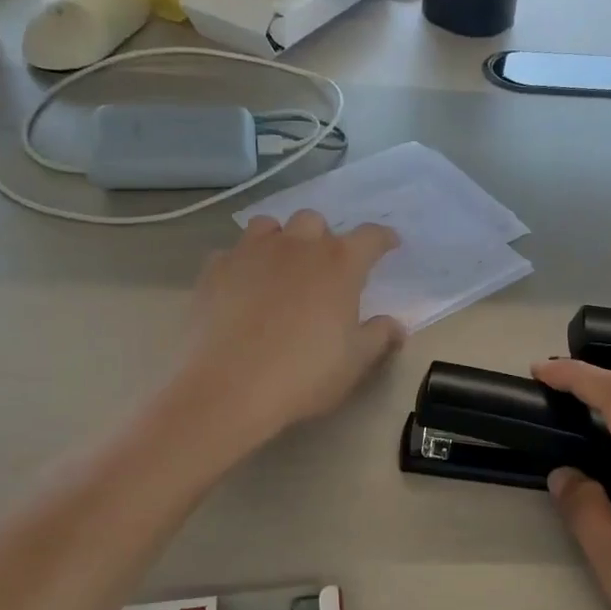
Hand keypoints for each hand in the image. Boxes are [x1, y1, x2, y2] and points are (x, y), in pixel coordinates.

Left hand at [181, 212, 404, 444]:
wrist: (231, 388)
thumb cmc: (306, 374)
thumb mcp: (356, 362)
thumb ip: (380, 336)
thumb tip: (396, 325)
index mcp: (339, 264)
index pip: (370, 237)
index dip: (383, 239)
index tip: (389, 245)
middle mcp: (296, 246)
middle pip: (314, 221)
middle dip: (323, 238)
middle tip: (325, 268)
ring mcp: (250, 253)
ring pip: (268, 226)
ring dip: (281, 239)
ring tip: (281, 266)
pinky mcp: (214, 270)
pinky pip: (231, 253)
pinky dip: (242, 264)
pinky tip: (242, 288)